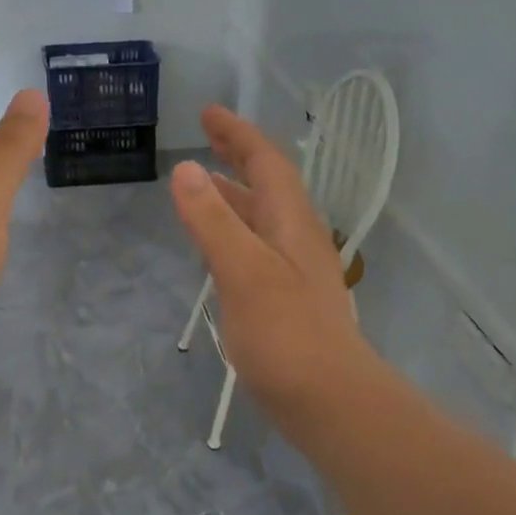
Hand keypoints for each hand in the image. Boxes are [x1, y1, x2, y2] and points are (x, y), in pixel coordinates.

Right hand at [170, 105, 368, 412]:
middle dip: (237, 157)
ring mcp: (293, 271)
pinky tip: (216, 249)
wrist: (329, 400)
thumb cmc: (286, 334)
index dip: (238, 135)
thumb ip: (214, 221)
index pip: (267, 163)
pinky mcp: (285, 300)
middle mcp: (296, 239)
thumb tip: (187, 169)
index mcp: (291, 223)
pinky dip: (233, 232)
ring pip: (262, 218)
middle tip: (204, 139)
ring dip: (234, 195)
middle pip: (268, 185)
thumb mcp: (243, 271)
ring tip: (202, 186)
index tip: (208, 113)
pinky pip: (255, 248)